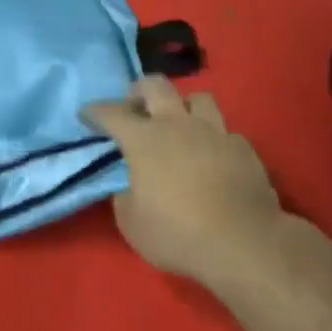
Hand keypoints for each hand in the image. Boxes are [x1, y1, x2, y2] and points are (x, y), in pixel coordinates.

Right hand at [85, 77, 283, 287]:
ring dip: (183, 105)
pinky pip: (225, 132)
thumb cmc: (178, 234)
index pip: (111, 113)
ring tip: (179, 122)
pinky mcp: (244, 149)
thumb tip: (129, 188)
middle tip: (134, 104)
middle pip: (156, 86)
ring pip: (199, 98)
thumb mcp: (132, 224)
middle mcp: (177, 125)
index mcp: (144, 139)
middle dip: (139, 90)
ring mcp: (215, 133)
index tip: (86, 115)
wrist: (245, 244)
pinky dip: (215, 139)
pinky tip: (213, 155)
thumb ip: (124, 198)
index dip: (95, 112)